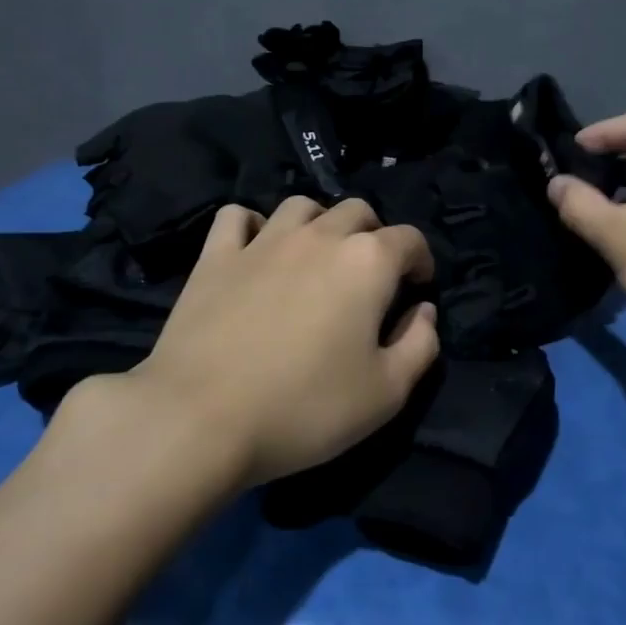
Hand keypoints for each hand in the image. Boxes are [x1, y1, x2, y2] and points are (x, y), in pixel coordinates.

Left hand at [65, 196, 439, 486]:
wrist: (201, 418)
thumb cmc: (305, 408)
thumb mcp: (387, 393)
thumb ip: (421, 344)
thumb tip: (424, 311)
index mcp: (367, 262)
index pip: (410, 239)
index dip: (421, 261)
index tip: (417, 289)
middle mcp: (319, 236)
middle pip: (358, 211)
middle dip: (374, 236)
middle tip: (369, 277)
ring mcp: (263, 241)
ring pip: (302, 206)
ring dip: (319, 223)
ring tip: (317, 258)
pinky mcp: (216, 256)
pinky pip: (237, 217)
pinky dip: (253, 226)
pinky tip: (256, 250)